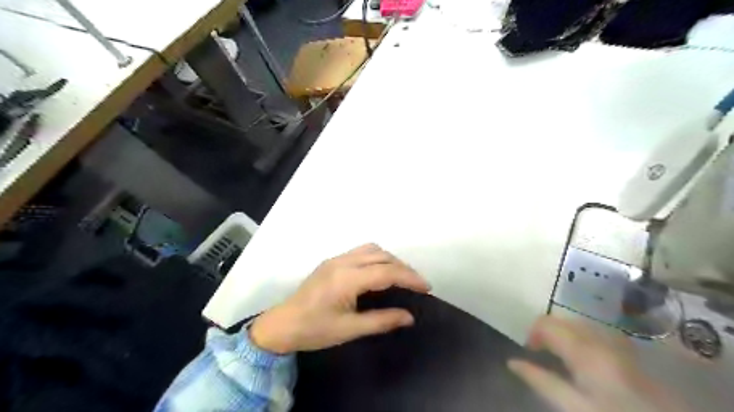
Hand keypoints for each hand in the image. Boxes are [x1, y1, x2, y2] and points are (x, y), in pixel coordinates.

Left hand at [251, 244, 430, 353]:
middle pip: (382, 256)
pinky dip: (377, 258)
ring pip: (372, 249)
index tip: (426, 288)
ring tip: (401, 276)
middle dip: (403, 267)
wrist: (282, 324)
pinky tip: (379, 271)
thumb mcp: (349, 329)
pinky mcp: (332, 261)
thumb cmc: (314, 330)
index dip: (410, 278)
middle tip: (417, 284)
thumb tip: (409, 316)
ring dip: (390, 259)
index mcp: (347, 279)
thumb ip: (381, 320)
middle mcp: (343, 262)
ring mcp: (336, 259)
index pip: (386, 272)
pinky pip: (361, 251)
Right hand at [508, 318, 691, 410]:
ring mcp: (615, 341)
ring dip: (563, 331)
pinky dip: (580, 334)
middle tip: (540, 352)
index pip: (547, 324)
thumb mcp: (574, 406)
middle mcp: (598, 338)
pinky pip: (595, 330)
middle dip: (547, 331)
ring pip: (578, 322)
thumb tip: (512, 362)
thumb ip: (541, 381)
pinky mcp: (626, 349)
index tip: (529, 350)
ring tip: (558, 352)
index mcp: (583, 349)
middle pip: (562, 320)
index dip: (533, 333)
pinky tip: (581, 352)